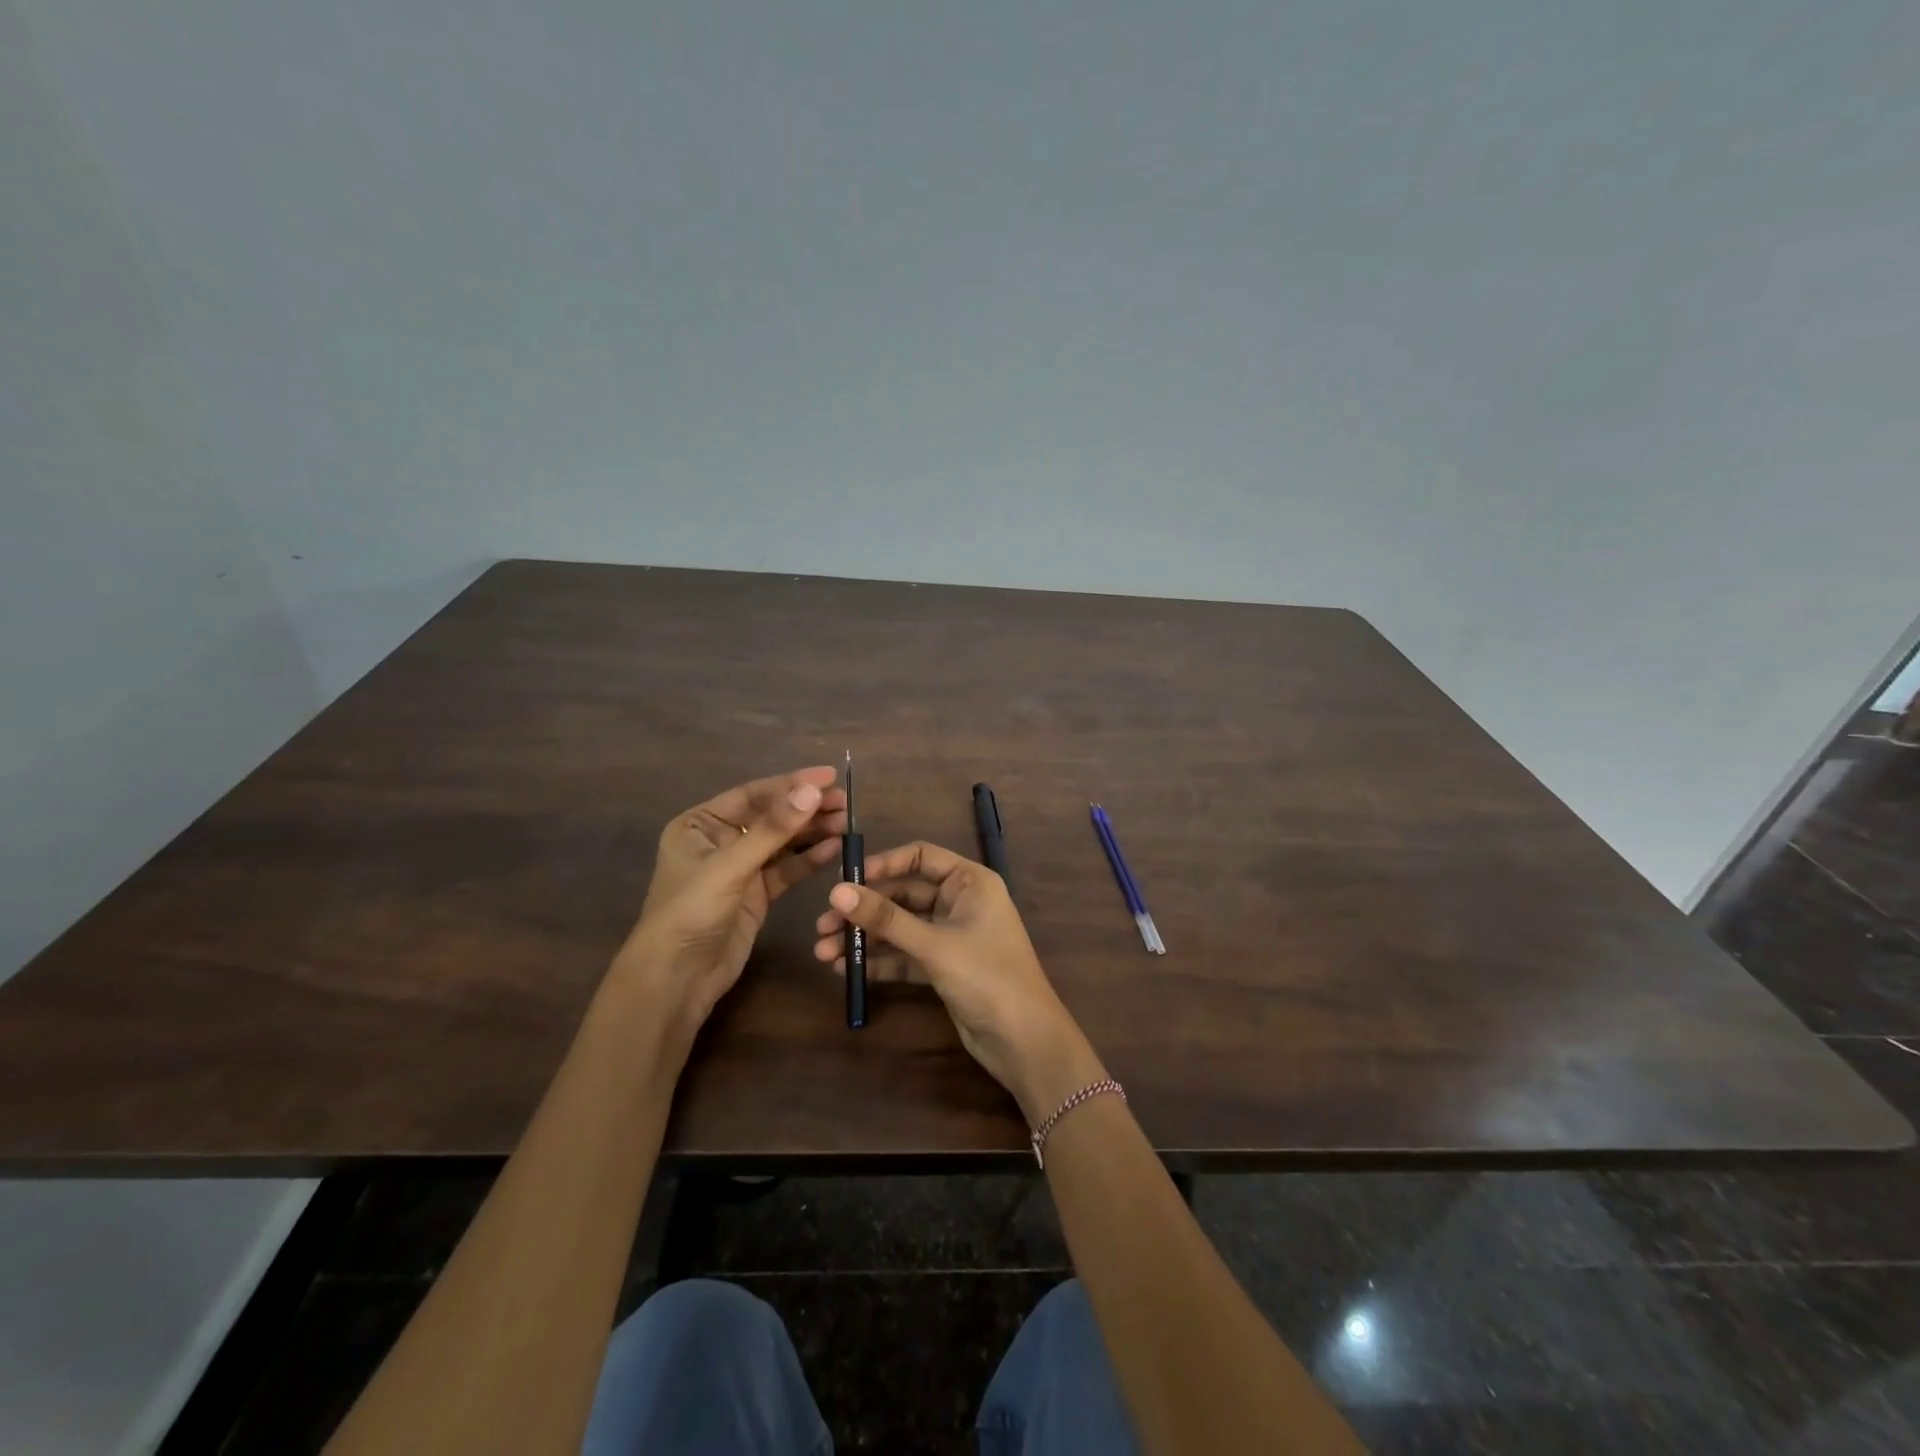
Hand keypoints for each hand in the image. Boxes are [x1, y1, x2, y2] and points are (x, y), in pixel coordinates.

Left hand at [613, 767, 846, 1040]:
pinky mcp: (756, 895)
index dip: (791, 784)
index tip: (829, 776)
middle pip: (771, 817)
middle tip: (844, 801)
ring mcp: (740, 869)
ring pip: (782, 843)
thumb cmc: (691, 912)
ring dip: (812, 832)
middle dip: (806, 808)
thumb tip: (812, 791)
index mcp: (700, 824)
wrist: (677, 979)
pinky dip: (809, 859)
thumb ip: (773, 830)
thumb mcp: (730, 866)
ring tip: (846, 822)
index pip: (752, 795)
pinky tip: (834, 848)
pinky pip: (787, 869)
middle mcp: (720, 841)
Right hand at [812, 841, 1103, 1122]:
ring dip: (866, 938)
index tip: (845, 880)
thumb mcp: (934, 945)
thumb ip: (886, 919)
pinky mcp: (945, 966)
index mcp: (970, 882)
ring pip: (901, 927)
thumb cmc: (987, 977)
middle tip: (823, 926)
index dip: (883, 865)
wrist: (1024, 1041)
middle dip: (865, 911)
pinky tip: (847, 970)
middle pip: (904, 895)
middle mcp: (961, 901)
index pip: (920, 856)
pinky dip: (880, 961)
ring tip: (824, 952)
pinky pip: (906, 955)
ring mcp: (952, 935)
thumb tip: (836, 891)